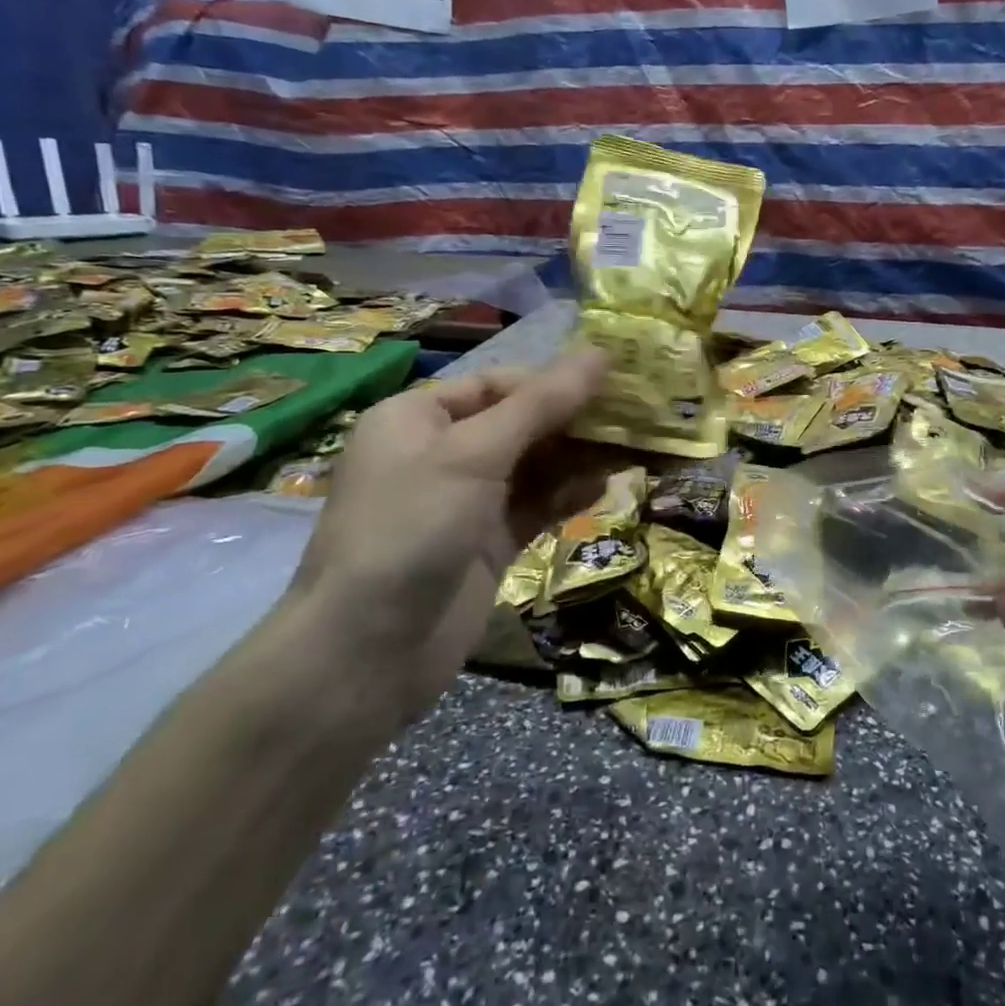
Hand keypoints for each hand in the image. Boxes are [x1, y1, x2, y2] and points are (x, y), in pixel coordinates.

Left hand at [282, 349, 611, 714]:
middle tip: (635, 416)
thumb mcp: (475, 454)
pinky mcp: (487, 543)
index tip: (613, 381)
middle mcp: (440, 453)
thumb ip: (541, 404)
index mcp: (418, 417)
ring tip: (634, 448)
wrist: (370, 652)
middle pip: (520, 423)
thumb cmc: (413, 528)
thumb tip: (600, 353)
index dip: (553, 380)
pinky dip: (569, 495)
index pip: (497, 383)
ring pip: (533, 467)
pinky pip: (536, 506)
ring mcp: (465, 502)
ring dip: (579, 458)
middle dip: (574, 420)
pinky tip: (607, 486)